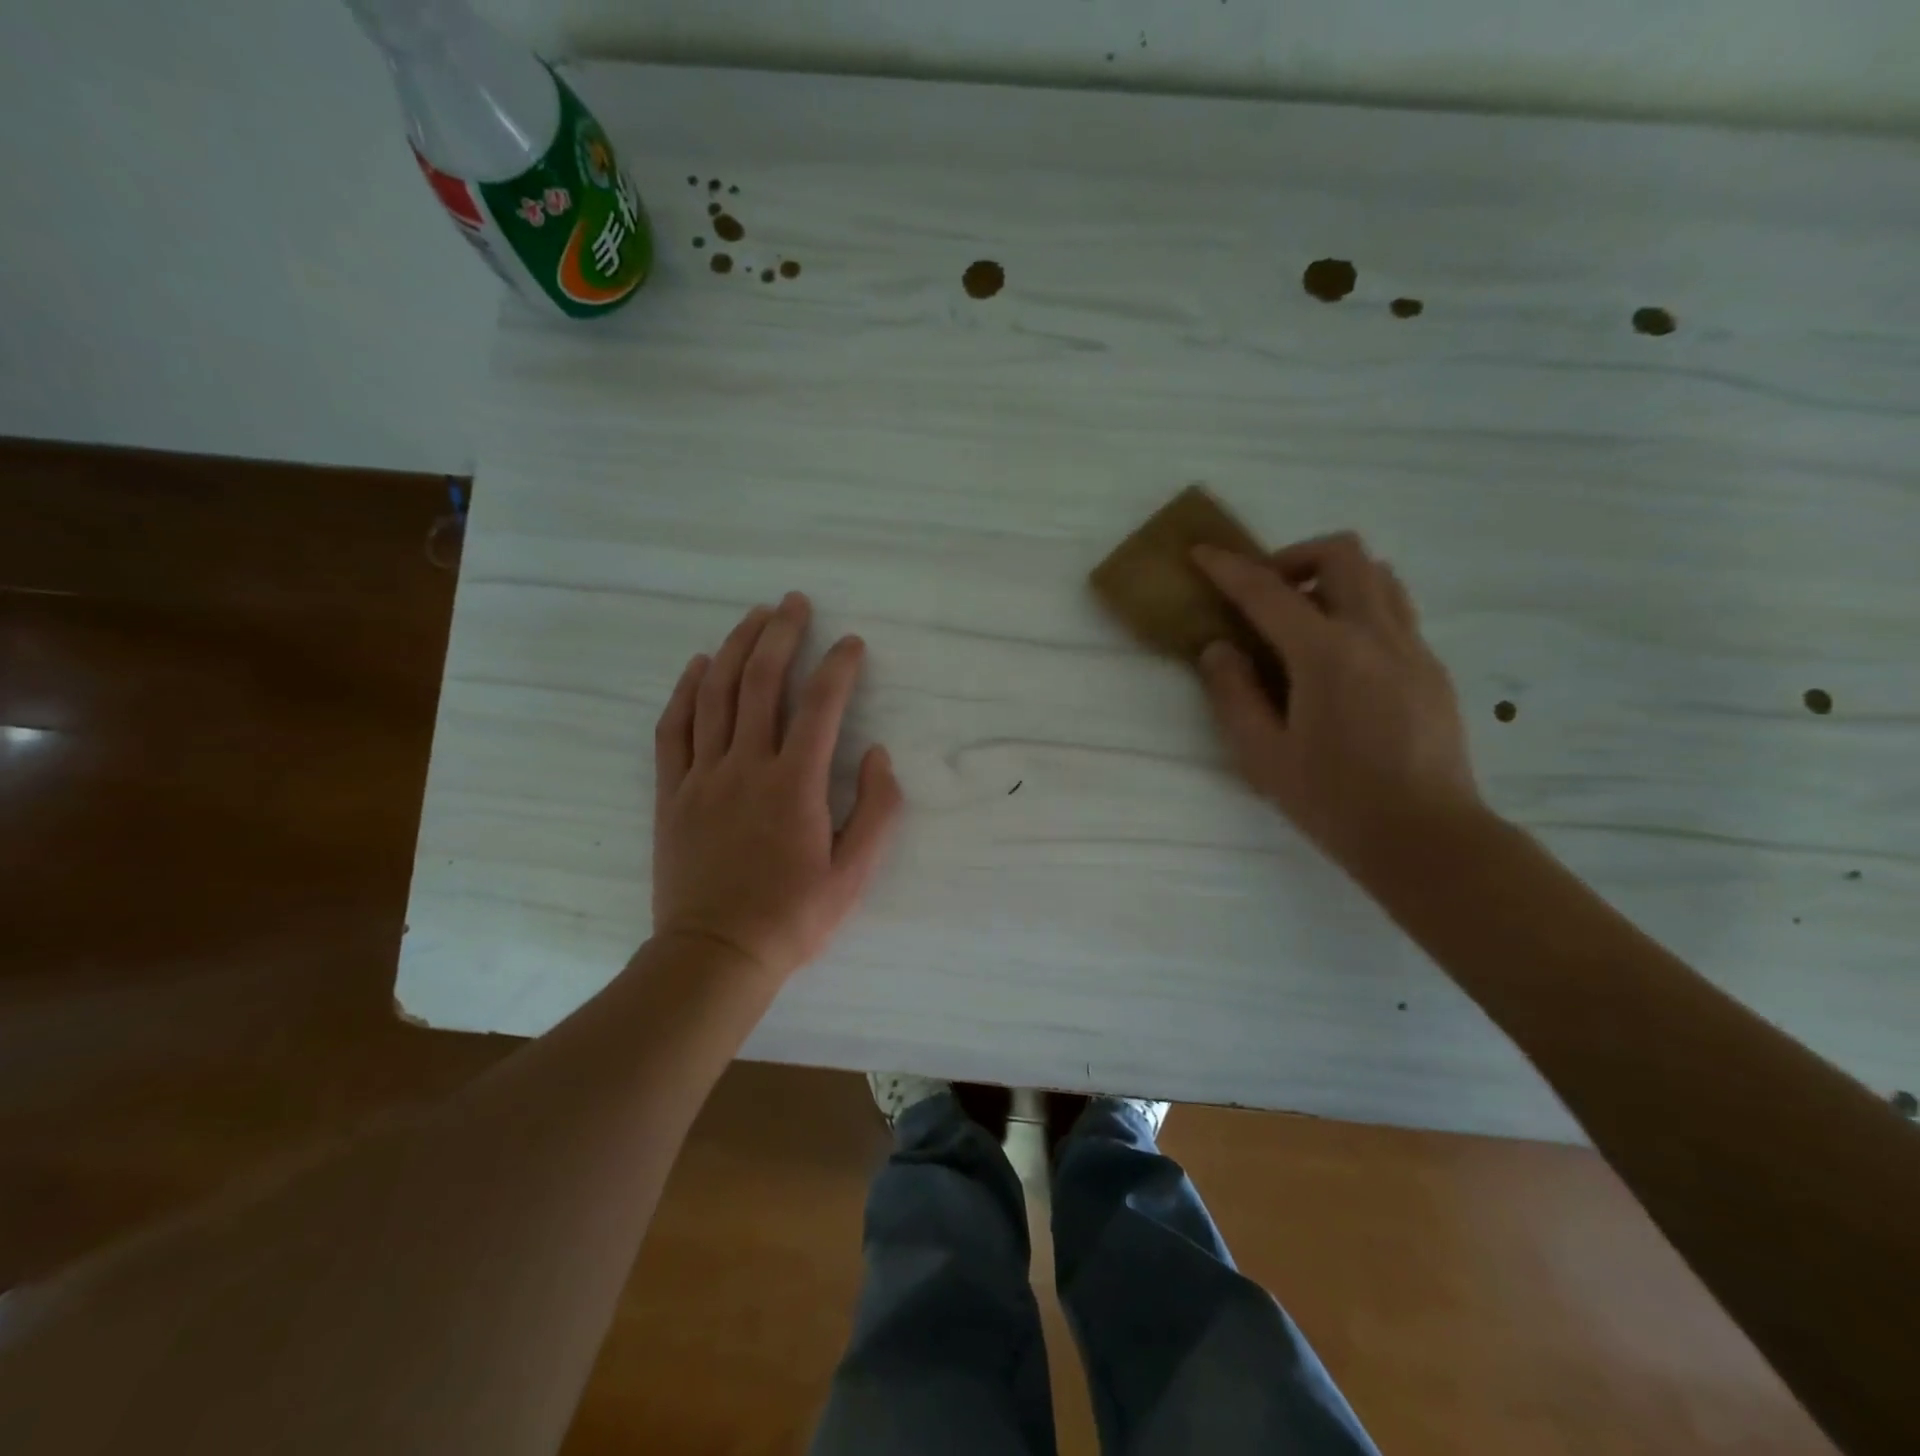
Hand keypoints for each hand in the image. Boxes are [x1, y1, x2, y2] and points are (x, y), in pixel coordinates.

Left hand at [651, 593, 903, 983]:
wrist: (715, 955)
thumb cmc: (792, 918)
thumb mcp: (854, 874)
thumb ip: (876, 810)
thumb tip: (878, 754)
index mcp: (796, 785)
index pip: (822, 706)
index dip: (839, 667)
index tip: (852, 644)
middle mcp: (747, 766)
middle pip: (762, 682)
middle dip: (781, 634)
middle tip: (794, 603)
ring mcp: (703, 776)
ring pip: (716, 694)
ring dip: (735, 648)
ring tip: (753, 617)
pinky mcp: (672, 792)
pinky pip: (674, 728)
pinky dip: (686, 690)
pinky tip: (699, 665)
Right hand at [1192, 533, 1484, 882]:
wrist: (1426, 837)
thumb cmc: (1334, 801)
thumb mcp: (1263, 755)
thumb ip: (1234, 694)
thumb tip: (1219, 648)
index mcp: (1327, 655)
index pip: (1268, 592)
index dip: (1229, 569)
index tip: (1202, 554)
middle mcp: (1376, 635)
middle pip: (1343, 554)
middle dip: (1294, 558)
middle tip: (1266, 594)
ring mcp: (1413, 648)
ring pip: (1378, 575)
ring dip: (1333, 579)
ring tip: (1303, 621)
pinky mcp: (1432, 668)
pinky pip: (1395, 611)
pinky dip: (1358, 610)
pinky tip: (1337, 661)